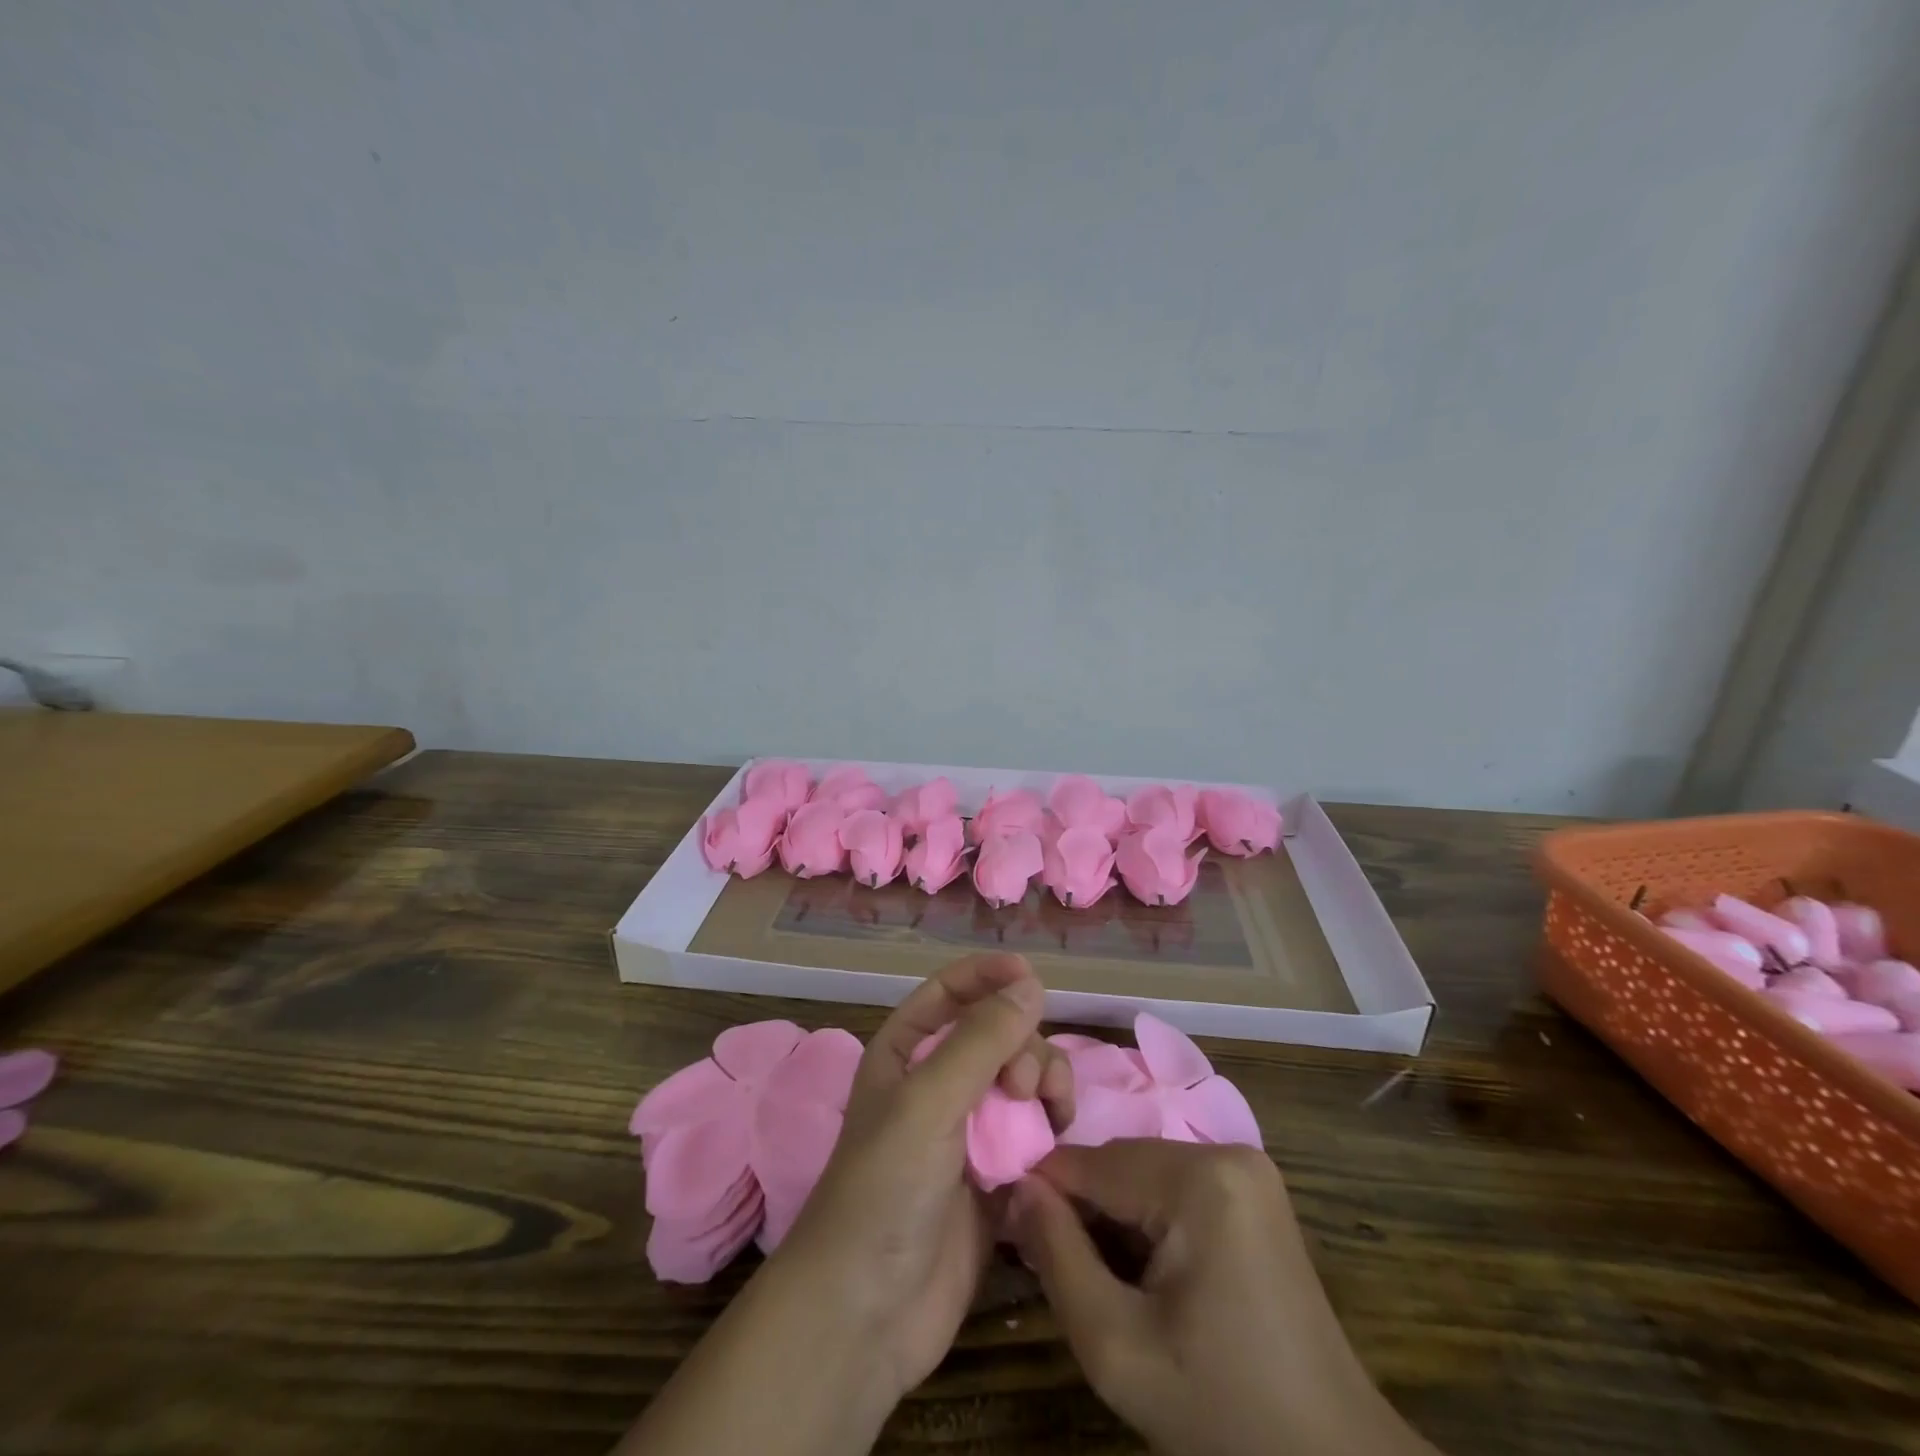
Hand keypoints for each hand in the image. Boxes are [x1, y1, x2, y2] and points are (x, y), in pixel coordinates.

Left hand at [769, 952, 1073, 1398]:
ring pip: (1021, 1082)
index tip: (1033, 976)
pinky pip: (1033, 1133)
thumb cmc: (884, 1189)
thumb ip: (981, 1040)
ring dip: (1044, 1086)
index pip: (950, 992)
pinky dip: (1049, 1130)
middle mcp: (937, 1085)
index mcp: (906, 1054)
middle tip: (1025, 1086)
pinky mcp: (994, 1179)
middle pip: (997, 1036)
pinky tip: (1056, 1144)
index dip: (988, 976)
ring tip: (1052, 1115)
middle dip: (1023, 1046)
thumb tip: (1032, 984)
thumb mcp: (928, 1102)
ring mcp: (967, 1133)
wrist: (867, 1313)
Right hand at [1010, 1140, 1437, 1455]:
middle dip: (1082, 1209)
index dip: (1044, 1193)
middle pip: (1119, 1164)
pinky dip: (1147, 1220)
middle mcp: (1226, 1151)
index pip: (1091, 1161)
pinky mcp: (1254, 1192)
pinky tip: (1144, 1273)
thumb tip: (1016, 1187)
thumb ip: (1056, 1255)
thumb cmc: (1221, 1414)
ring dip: (1113, 1216)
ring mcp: (1247, 1169)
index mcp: (1199, 1178)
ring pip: (1143, 1173)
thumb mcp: (1116, 1347)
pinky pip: (1175, 1186)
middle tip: (1055, 1267)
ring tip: (1100, 1278)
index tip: (1011, 1231)